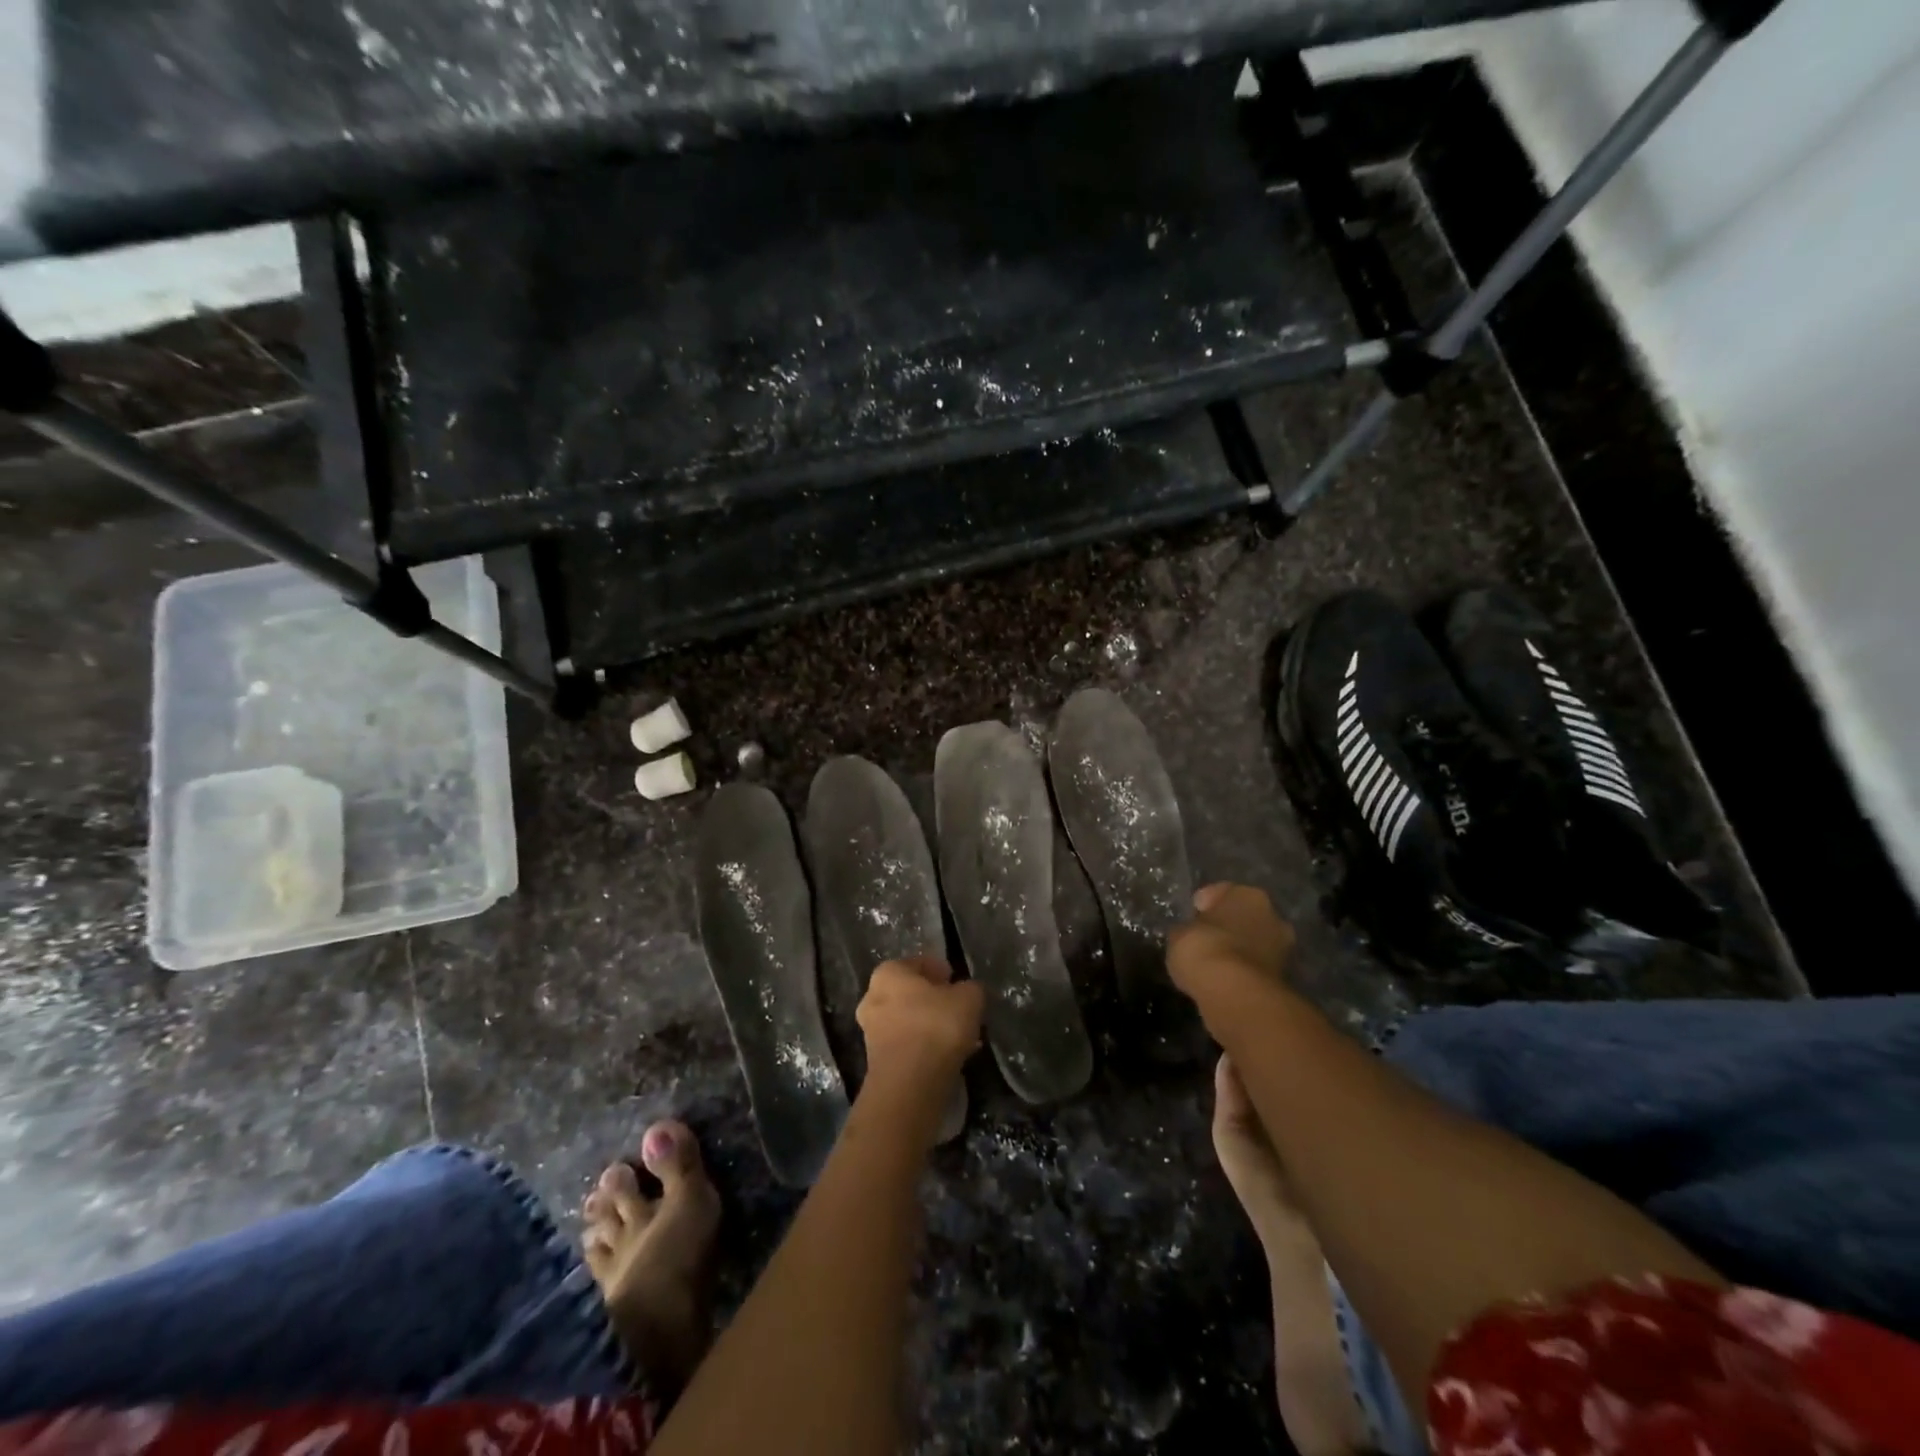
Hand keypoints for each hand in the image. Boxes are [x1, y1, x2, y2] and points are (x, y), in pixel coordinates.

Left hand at [857, 956, 983, 1096]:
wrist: (910, 1084)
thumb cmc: (936, 1026)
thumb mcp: (969, 998)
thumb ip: (970, 989)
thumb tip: (967, 991)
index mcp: (888, 973)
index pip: (918, 963)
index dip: (940, 970)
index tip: (957, 981)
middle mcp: (872, 998)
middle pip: (910, 993)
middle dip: (933, 1000)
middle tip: (957, 1009)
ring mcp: (871, 1032)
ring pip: (908, 1021)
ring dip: (929, 1026)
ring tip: (958, 1036)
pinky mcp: (877, 1062)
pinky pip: (907, 1046)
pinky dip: (925, 1047)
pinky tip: (948, 1057)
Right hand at [1166, 882, 1295, 1008]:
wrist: (1234, 994)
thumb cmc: (1204, 949)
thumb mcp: (1179, 934)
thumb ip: (1188, 929)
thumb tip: (1189, 934)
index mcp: (1247, 895)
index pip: (1222, 892)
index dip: (1204, 903)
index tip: (1191, 916)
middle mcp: (1272, 915)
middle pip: (1244, 916)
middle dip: (1228, 926)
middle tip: (1205, 938)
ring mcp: (1282, 947)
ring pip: (1253, 941)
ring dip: (1238, 949)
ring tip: (1214, 962)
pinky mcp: (1283, 977)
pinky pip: (1255, 966)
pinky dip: (1243, 970)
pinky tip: (1224, 978)